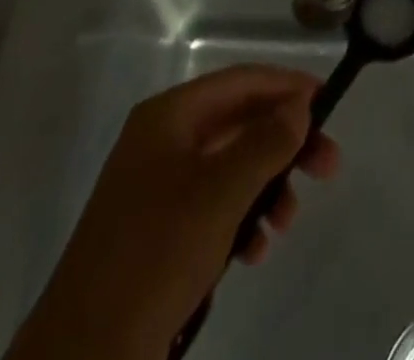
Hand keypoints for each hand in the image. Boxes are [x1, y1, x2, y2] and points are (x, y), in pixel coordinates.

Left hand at [7, 65, 339, 359]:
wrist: (83, 358)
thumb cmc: (156, 255)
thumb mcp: (221, 192)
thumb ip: (266, 141)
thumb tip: (299, 105)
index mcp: (168, 117)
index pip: (240, 81)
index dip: (287, 86)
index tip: (330, 103)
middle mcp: (162, 142)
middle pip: (239, 124)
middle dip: (285, 144)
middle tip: (329, 167)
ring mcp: (156, 189)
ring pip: (230, 168)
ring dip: (267, 186)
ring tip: (287, 222)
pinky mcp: (156, 234)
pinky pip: (213, 207)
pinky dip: (242, 218)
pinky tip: (256, 250)